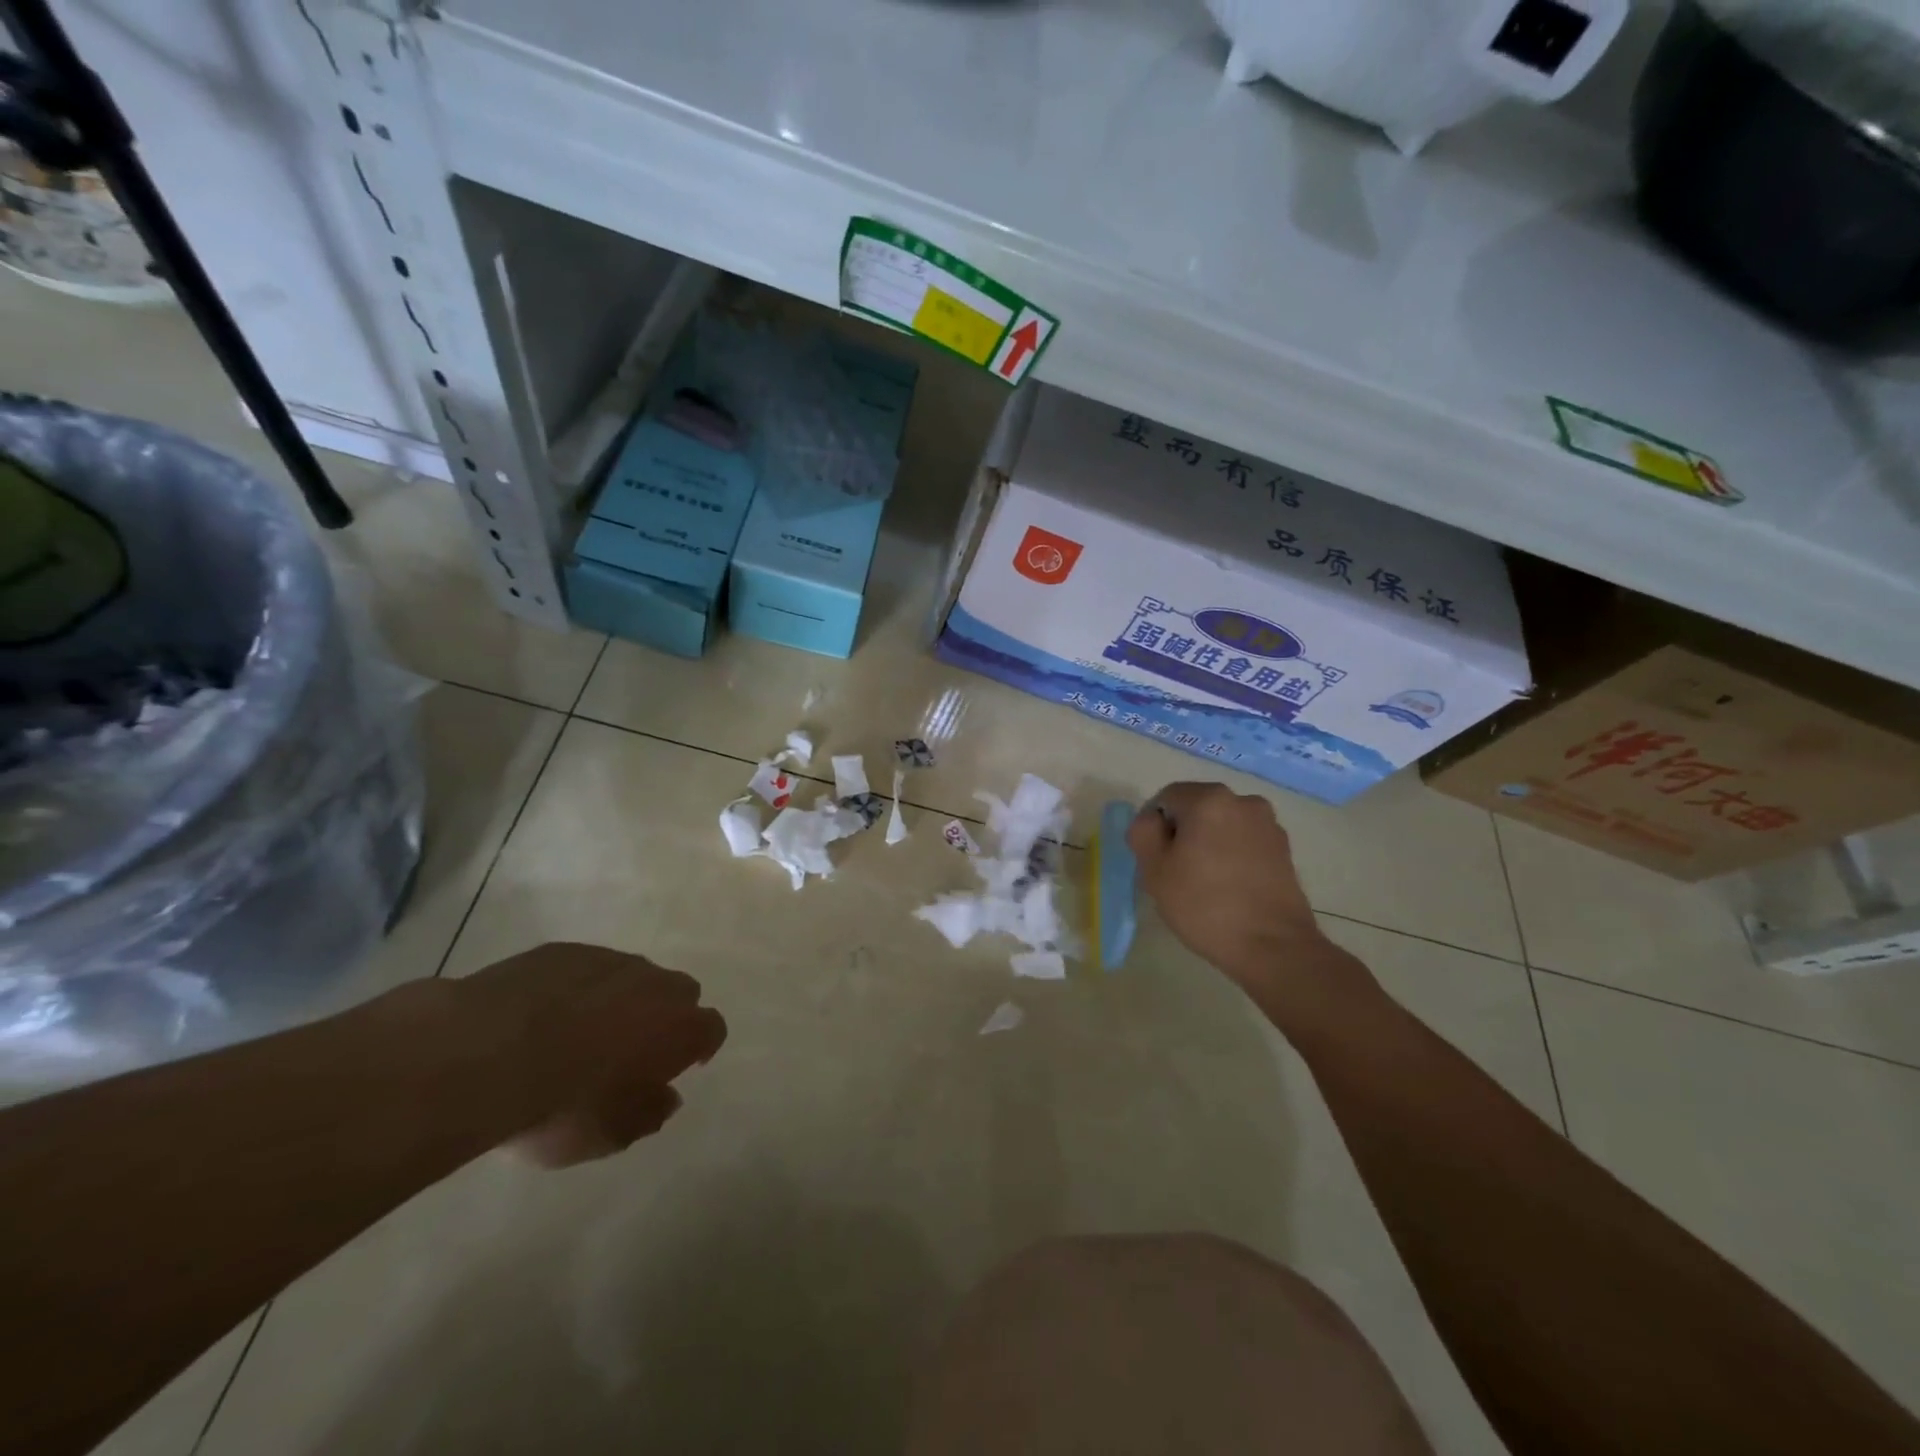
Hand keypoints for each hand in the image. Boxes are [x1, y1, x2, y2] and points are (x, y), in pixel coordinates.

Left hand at [456, 943, 726, 1166]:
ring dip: (621, 999)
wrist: (484, 1054)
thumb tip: (666, 1096)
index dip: (702, 1046)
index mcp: (678, 1027)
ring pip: (632, 976)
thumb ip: (649, 1114)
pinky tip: (544, 1016)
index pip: (711, 1028)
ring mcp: (609, 961)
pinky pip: (585, 969)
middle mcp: (655, 984)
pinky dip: (577, 989)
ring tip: (582, 1032)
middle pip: (680, 992)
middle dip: (665, 1016)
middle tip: (634, 1049)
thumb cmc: (561, 1104)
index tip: (686, 1065)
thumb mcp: (610, 1135)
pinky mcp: (565, 951)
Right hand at [1128, 784, 1364, 1020]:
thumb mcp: (1154, 870)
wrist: (1273, 946)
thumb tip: (1152, 819)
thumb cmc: (1205, 905)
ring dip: (1208, 842)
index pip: (1166, 798)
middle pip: (1197, 808)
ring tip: (1205, 881)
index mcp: (1209, 799)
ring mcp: (1268, 825)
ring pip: (1222, 825)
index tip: (1154, 859)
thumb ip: (1143, 832)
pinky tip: (1230, 887)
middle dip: (1182, 832)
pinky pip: (1245, 841)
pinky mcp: (1284, 849)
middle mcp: (1243, 801)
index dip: (1153, 826)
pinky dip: (1232, 854)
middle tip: (1175, 871)